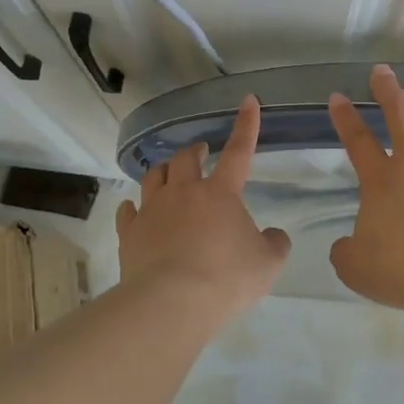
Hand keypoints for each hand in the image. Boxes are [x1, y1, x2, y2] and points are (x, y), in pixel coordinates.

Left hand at [116, 95, 291, 314]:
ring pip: (153, 176)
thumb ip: (275, 243)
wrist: (172, 303)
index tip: (248, 101)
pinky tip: (134, 210)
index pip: (239, 151)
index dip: (246, 125)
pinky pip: (128, 211)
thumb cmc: (227, 278)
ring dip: (164, 171)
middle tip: (201, 153)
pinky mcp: (130, 233)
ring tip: (169, 175)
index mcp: (220, 193)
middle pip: (185, 158)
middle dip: (195, 151)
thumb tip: (273, 234)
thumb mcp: (268, 264)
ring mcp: (152, 210)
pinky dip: (133, 207)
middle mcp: (184, 192)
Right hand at [327, 64, 403, 309]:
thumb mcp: (355, 267)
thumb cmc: (402, 271)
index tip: (338, 96)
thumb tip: (345, 246)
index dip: (345, 116)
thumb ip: (346, 251)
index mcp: (380, 180)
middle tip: (382, 71)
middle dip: (387, 88)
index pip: (357, 139)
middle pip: (399, 112)